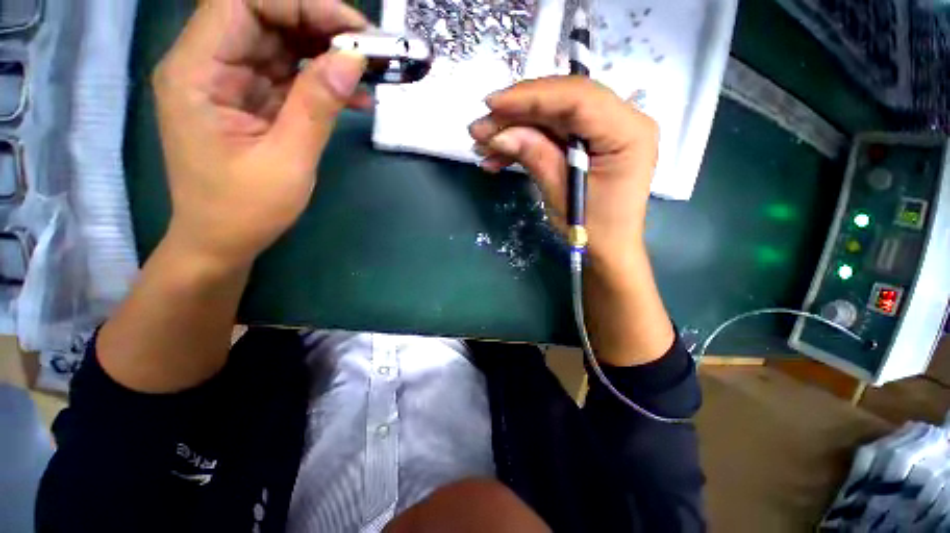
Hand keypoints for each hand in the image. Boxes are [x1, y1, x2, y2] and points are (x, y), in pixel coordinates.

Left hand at [153, 0, 369, 269]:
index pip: (243, 3)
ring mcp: (228, 82)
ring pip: (279, 43)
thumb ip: (316, 105)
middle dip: (319, 25)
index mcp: (196, 72)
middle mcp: (206, 65)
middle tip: (368, 49)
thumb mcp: (287, 159)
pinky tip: (354, 97)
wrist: (222, 240)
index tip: (352, 30)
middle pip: (263, 17)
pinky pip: (287, 75)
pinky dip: (321, 81)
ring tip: (369, 71)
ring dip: (325, 53)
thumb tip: (351, 60)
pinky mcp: (249, 100)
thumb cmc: (244, 209)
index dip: (300, 5)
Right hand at [470, 77, 672, 365]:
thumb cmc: (593, 229)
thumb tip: (499, 133)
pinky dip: (524, 144)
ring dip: (515, 130)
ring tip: (483, 146)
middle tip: (480, 129)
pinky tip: (498, 158)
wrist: (607, 250)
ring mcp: (604, 131)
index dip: (531, 96)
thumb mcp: (562, 194)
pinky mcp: (588, 143)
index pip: (577, 98)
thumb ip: (535, 156)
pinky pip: (553, 134)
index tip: (492, 104)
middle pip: (562, 102)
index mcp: (628, 131)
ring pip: (552, 118)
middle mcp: (622, 121)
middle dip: (517, 114)